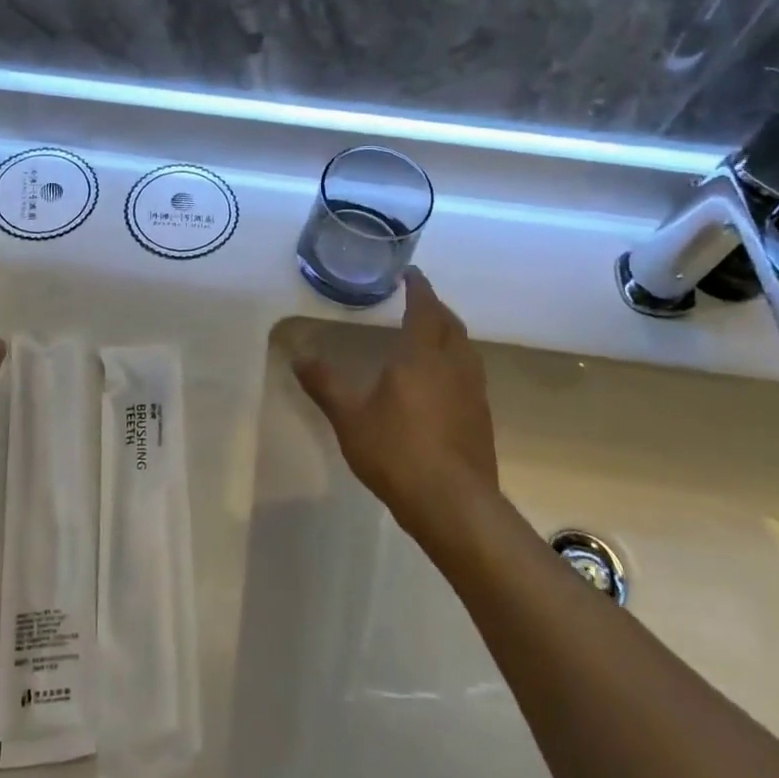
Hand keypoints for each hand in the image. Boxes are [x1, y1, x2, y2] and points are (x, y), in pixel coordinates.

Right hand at [293, 268, 499, 539]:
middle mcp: (454, 365)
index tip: (411, 274)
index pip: (425, 308)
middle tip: (418, 301)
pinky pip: (470, 375)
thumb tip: (297, 355)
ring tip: (430, 336)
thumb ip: (324, 383)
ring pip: (465, 350)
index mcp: (422, 355)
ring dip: (449, 334)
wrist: (453, 503)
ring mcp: (473, 392)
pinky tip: (441, 383)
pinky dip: (455, 363)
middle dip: (435, 308)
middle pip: (451, 325)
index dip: (419, 288)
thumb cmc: (396, 451)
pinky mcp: (481, 418)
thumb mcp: (349, 417)